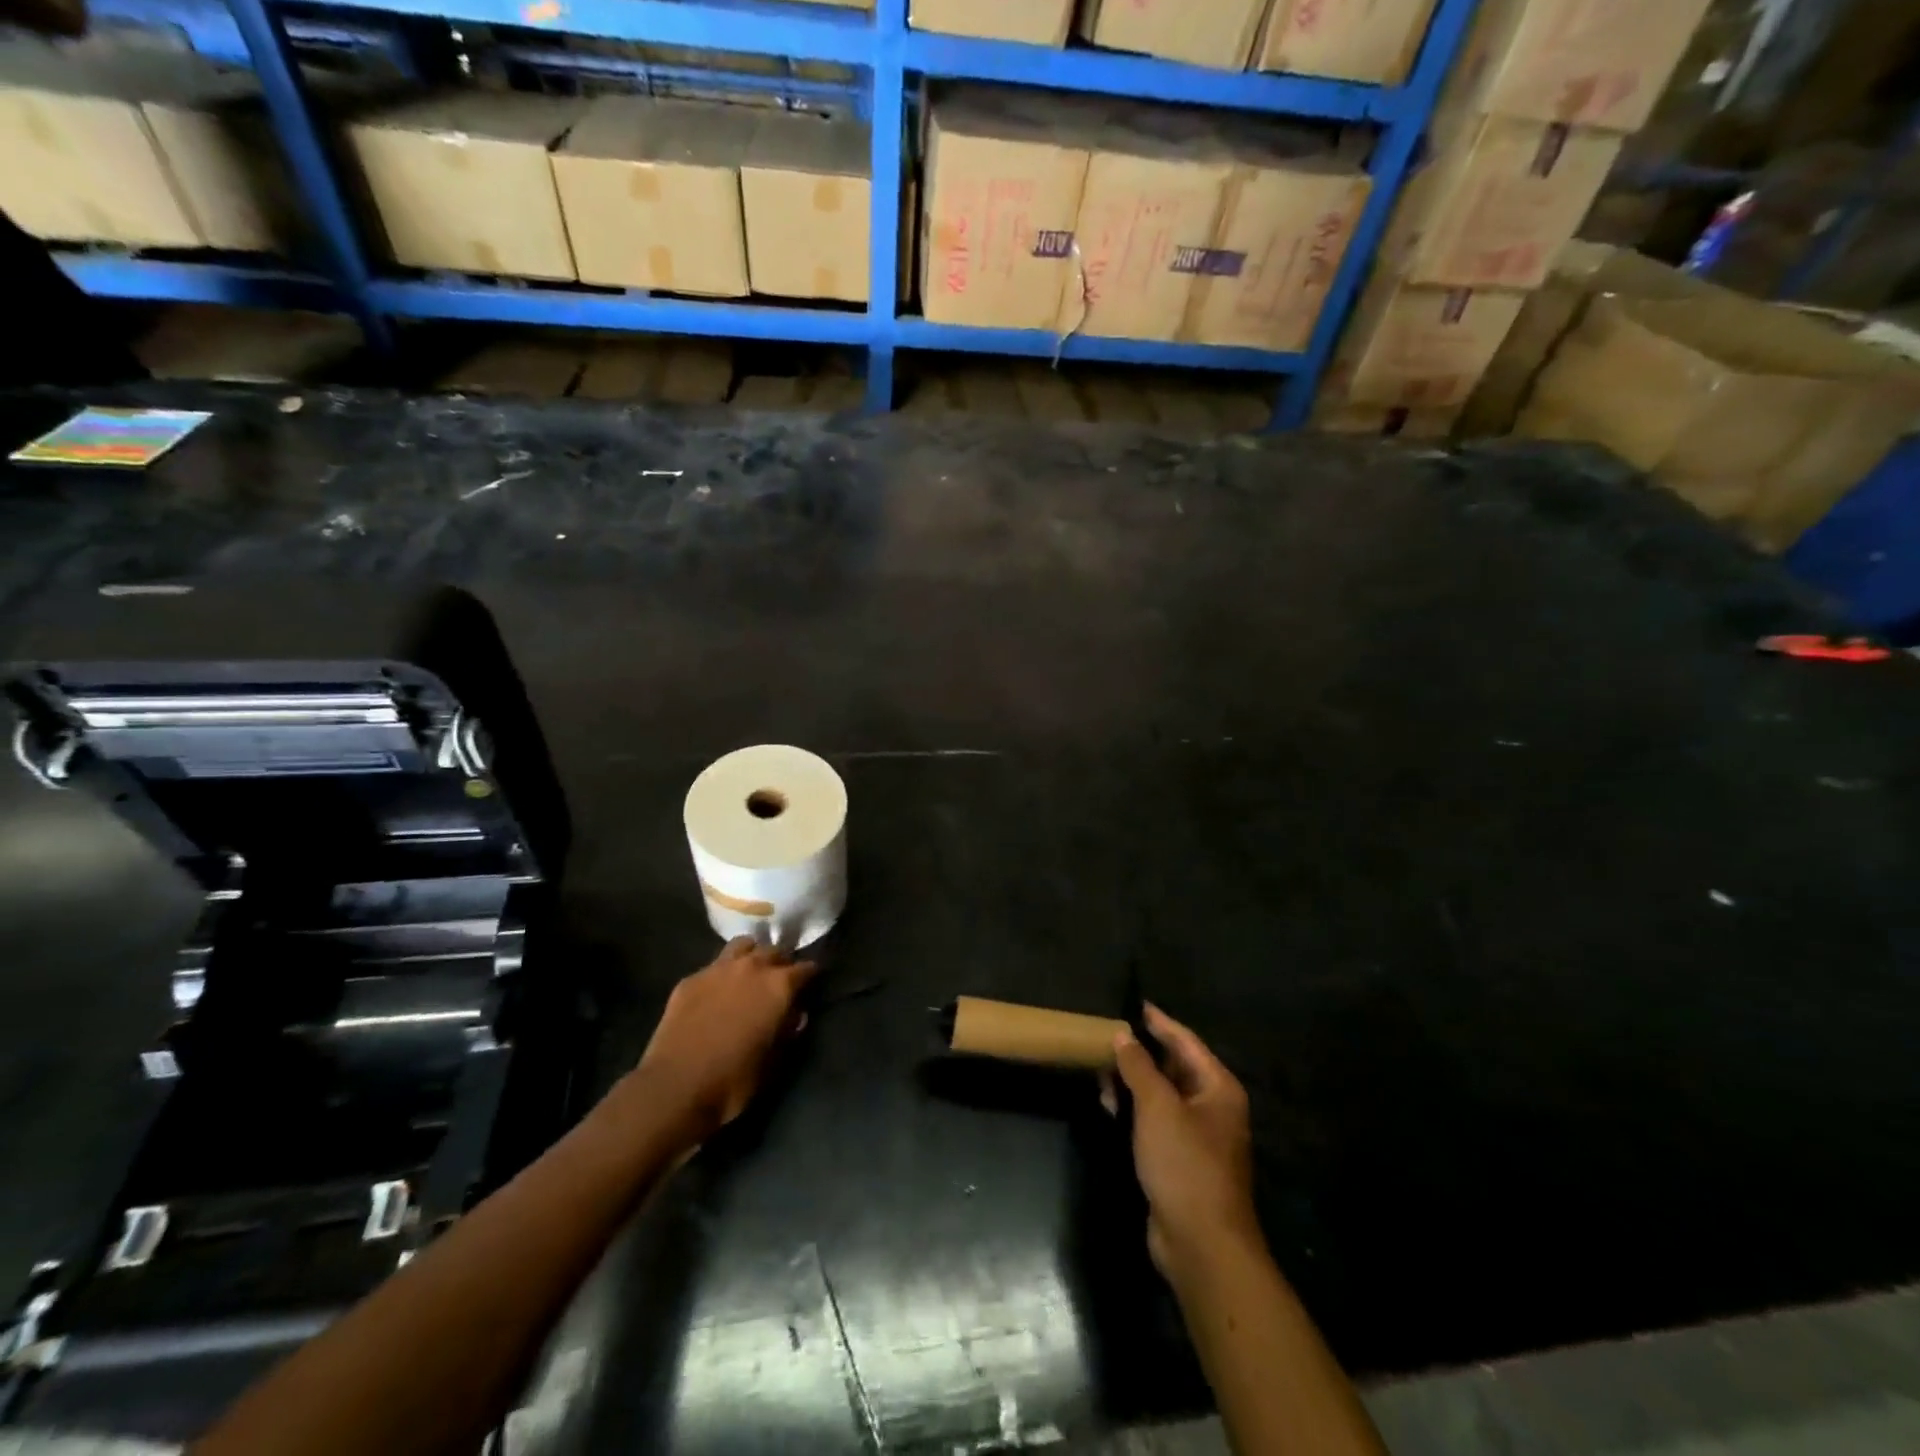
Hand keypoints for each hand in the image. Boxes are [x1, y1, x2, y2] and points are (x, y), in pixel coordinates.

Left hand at [637, 938, 817, 1142]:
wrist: (675, 1088)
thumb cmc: (733, 1080)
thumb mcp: (773, 1062)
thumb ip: (788, 1031)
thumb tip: (795, 1015)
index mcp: (778, 986)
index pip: (805, 968)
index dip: (811, 976)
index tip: (812, 982)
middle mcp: (751, 967)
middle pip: (774, 951)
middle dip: (780, 963)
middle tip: (780, 980)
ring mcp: (717, 969)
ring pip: (742, 946)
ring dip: (751, 955)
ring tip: (750, 972)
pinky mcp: (690, 979)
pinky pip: (713, 966)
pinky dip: (722, 973)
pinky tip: (717, 991)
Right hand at [1105, 1004, 1259, 1281]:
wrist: (1201, 1244)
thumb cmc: (1185, 1164)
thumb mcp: (1157, 1107)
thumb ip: (1139, 1066)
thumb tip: (1123, 1034)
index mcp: (1217, 1088)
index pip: (1186, 1042)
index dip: (1159, 1022)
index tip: (1135, 1004)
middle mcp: (1212, 1108)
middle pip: (1174, 1068)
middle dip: (1140, 1055)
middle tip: (1107, 1039)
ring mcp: (1197, 1137)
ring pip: (1161, 1096)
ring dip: (1133, 1085)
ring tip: (1101, 1073)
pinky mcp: (1180, 1161)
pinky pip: (1155, 1123)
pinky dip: (1134, 1112)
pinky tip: (1109, 1109)